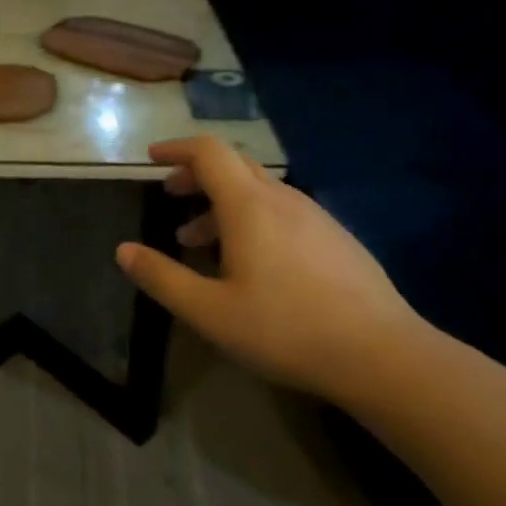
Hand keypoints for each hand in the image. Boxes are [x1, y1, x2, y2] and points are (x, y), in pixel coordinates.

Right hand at [115, 138, 429, 400]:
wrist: (383, 356)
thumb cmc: (286, 329)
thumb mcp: (209, 311)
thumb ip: (162, 277)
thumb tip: (123, 251)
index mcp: (249, 206)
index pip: (208, 152)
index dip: (176, 149)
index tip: (151, 158)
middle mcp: (283, 199)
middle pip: (234, 165)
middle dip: (196, 173)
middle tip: (171, 194)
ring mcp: (315, 217)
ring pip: (259, 191)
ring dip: (221, 202)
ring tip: (198, 240)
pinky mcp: (336, 239)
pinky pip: (282, 211)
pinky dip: (252, 218)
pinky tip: (250, 262)